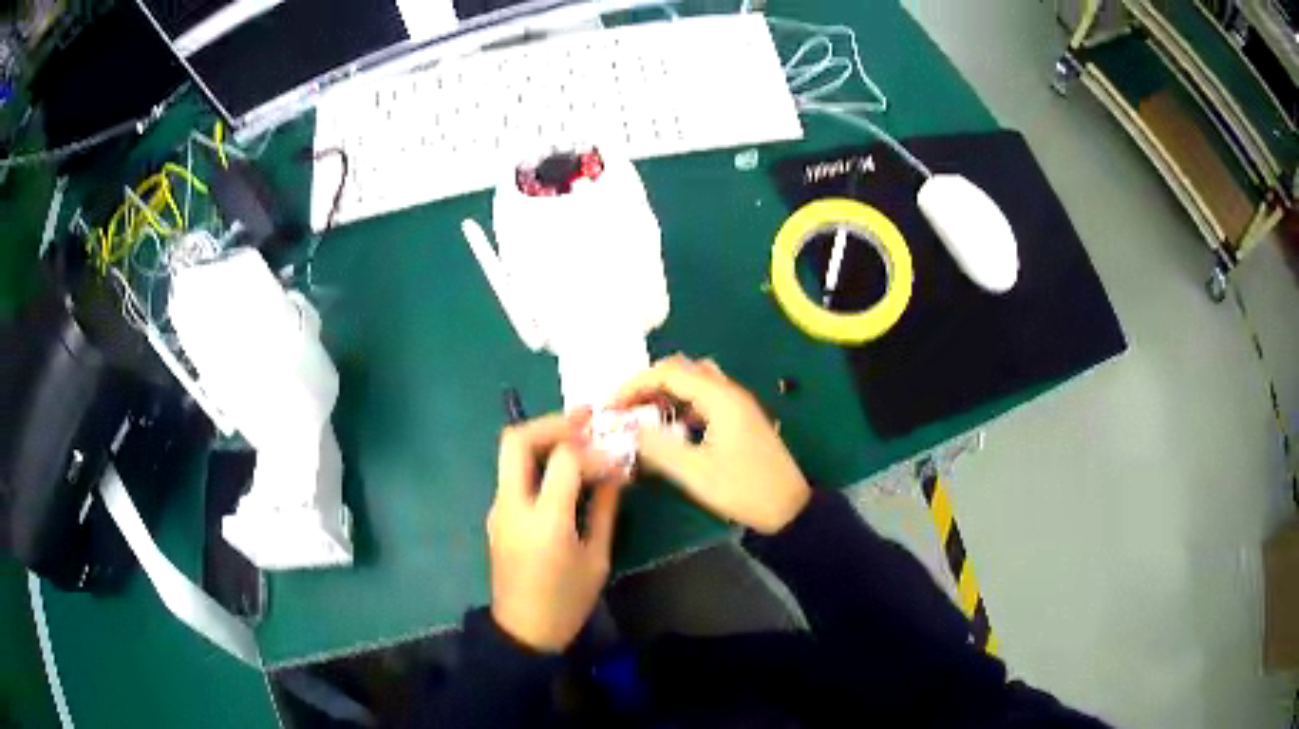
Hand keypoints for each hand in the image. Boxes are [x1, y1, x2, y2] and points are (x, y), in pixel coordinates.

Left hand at [488, 412, 623, 652]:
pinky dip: (537, 461)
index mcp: (544, 521)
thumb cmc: (567, 601)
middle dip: (552, 422)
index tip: (615, 458)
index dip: (593, 451)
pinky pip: (513, 474)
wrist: (523, 630)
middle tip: (585, 419)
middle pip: (517, 440)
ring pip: (511, 453)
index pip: (564, 460)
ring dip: (543, 437)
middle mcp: (512, 506)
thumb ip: (605, 509)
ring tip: (578, 436)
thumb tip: (615, 471)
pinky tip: (563, 470)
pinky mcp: (496, 514)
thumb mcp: (597, 558)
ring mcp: (498, 508)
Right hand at [617, 356, 810, 534]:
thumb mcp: (695, 473)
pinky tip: (672, 428)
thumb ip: (658, 447)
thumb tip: (629, 429)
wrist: (789, 508)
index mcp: (720, 398)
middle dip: (648, 383)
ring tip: (643, 414)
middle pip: (682, 369)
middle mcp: (730, 392)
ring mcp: (738, 404)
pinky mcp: (741, 419)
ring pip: (695, 381)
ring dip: (667, 391)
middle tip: (625, 408)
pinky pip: (706, 397)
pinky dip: (682, 403)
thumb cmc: (743, 489)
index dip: (634, 385)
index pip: (668, 372)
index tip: (611, 406)